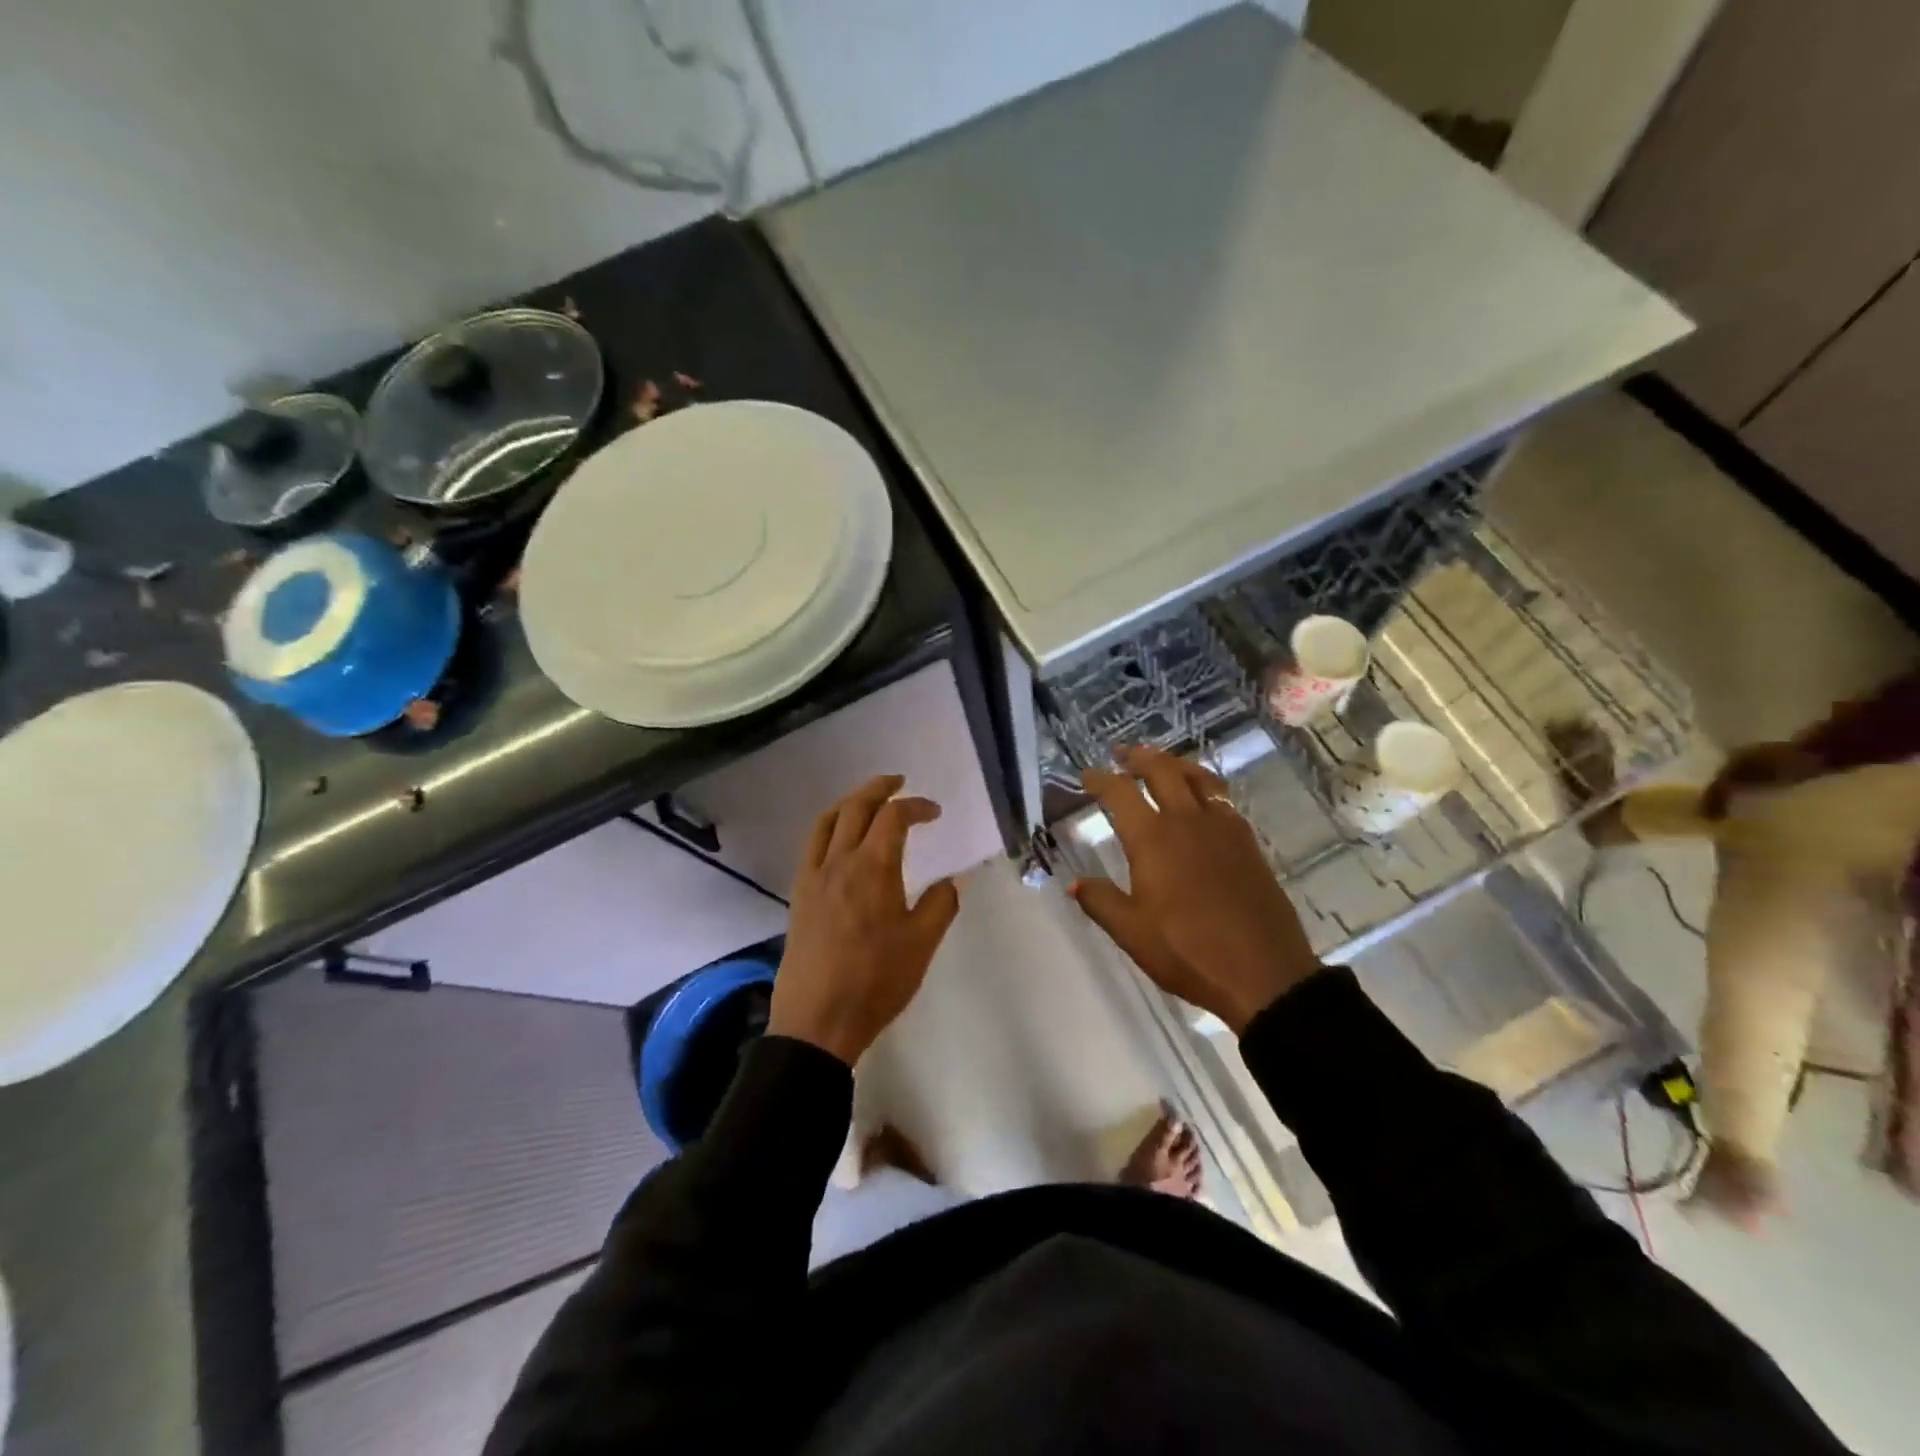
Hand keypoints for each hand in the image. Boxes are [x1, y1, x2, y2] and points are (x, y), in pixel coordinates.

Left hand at [768, 775, 960, 1064]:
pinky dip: (828, 827)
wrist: (817, 1019)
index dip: (916, 806)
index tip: (935, 812)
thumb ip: (940, 905)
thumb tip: (950, 882)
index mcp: (874, 868)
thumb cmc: (876, 981)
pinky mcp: (799, 895)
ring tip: (867, 801)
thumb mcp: (921, 944)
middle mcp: (840, 862)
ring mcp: (814, 877)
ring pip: (827, 821)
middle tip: (898, 782)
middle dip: (879, 788)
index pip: (894, 817)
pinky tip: (838, 840)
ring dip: (850, 802)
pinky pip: (811, 845)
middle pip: (856, 807)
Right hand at [1071, 746, 1320, 1033]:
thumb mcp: (1132, 933)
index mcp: (1153, 840)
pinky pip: (1223, 799)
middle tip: (1122, 754)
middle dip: (1139, 757)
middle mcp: (1187, 822)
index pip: (1120, 793)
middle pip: (1163, 770)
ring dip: (1175, 764)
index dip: (1101, 779)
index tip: (1087, 775)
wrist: (1263, 973)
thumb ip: (1100, 902)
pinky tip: (1202, 801)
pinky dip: (1205, 786)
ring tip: (1163, 764)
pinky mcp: (1248, 843)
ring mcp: (1223, 829)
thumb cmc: (1188, 952)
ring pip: (1199, 778)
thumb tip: (1074, 884)